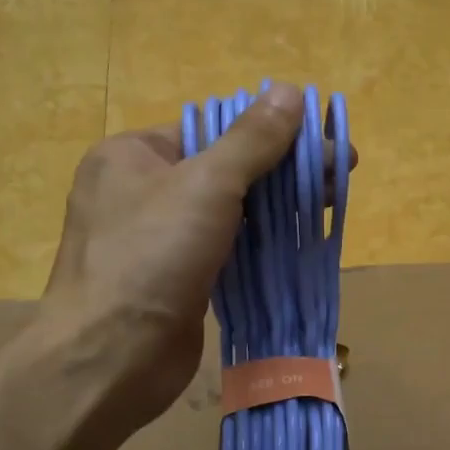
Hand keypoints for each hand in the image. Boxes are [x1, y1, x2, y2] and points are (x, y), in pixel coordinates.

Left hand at [41, 85, 307, 430]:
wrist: (110, 358)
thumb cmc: (150, 257)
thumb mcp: (206, 184)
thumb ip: (251, 139)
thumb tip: (289, 90)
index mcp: (132, 155)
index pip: (209, 129)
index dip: (268, 132)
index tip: (320, 143)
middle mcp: (139, 192)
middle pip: (222, 169)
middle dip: (281, 171)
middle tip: (338, 176)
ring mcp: (155, 241)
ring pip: (226, 213)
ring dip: (275, 209)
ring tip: (328, 206)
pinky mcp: (174, 281)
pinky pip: (223, 250)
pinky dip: (258, 245)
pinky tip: (298, 242)